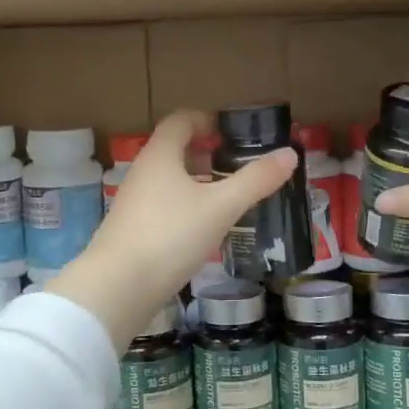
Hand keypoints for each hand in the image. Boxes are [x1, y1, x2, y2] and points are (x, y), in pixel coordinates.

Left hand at [49, 112, 296, 347]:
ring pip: (169, 181)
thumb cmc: (171, 235)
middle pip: (174, 150)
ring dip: (197, 183)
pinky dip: (186, 208)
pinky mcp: (132, 231)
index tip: (231, 133)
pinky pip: (163, 207)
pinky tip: (204, 230)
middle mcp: (142, 172)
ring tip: (227, 198)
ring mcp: (133, 203)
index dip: (205, 120)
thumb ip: (256, 180)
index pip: (180, 121)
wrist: (118, 287)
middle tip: (236, 166)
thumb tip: (290, 153)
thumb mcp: (221, 207)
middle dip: (205, 154)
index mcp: (160, 155)